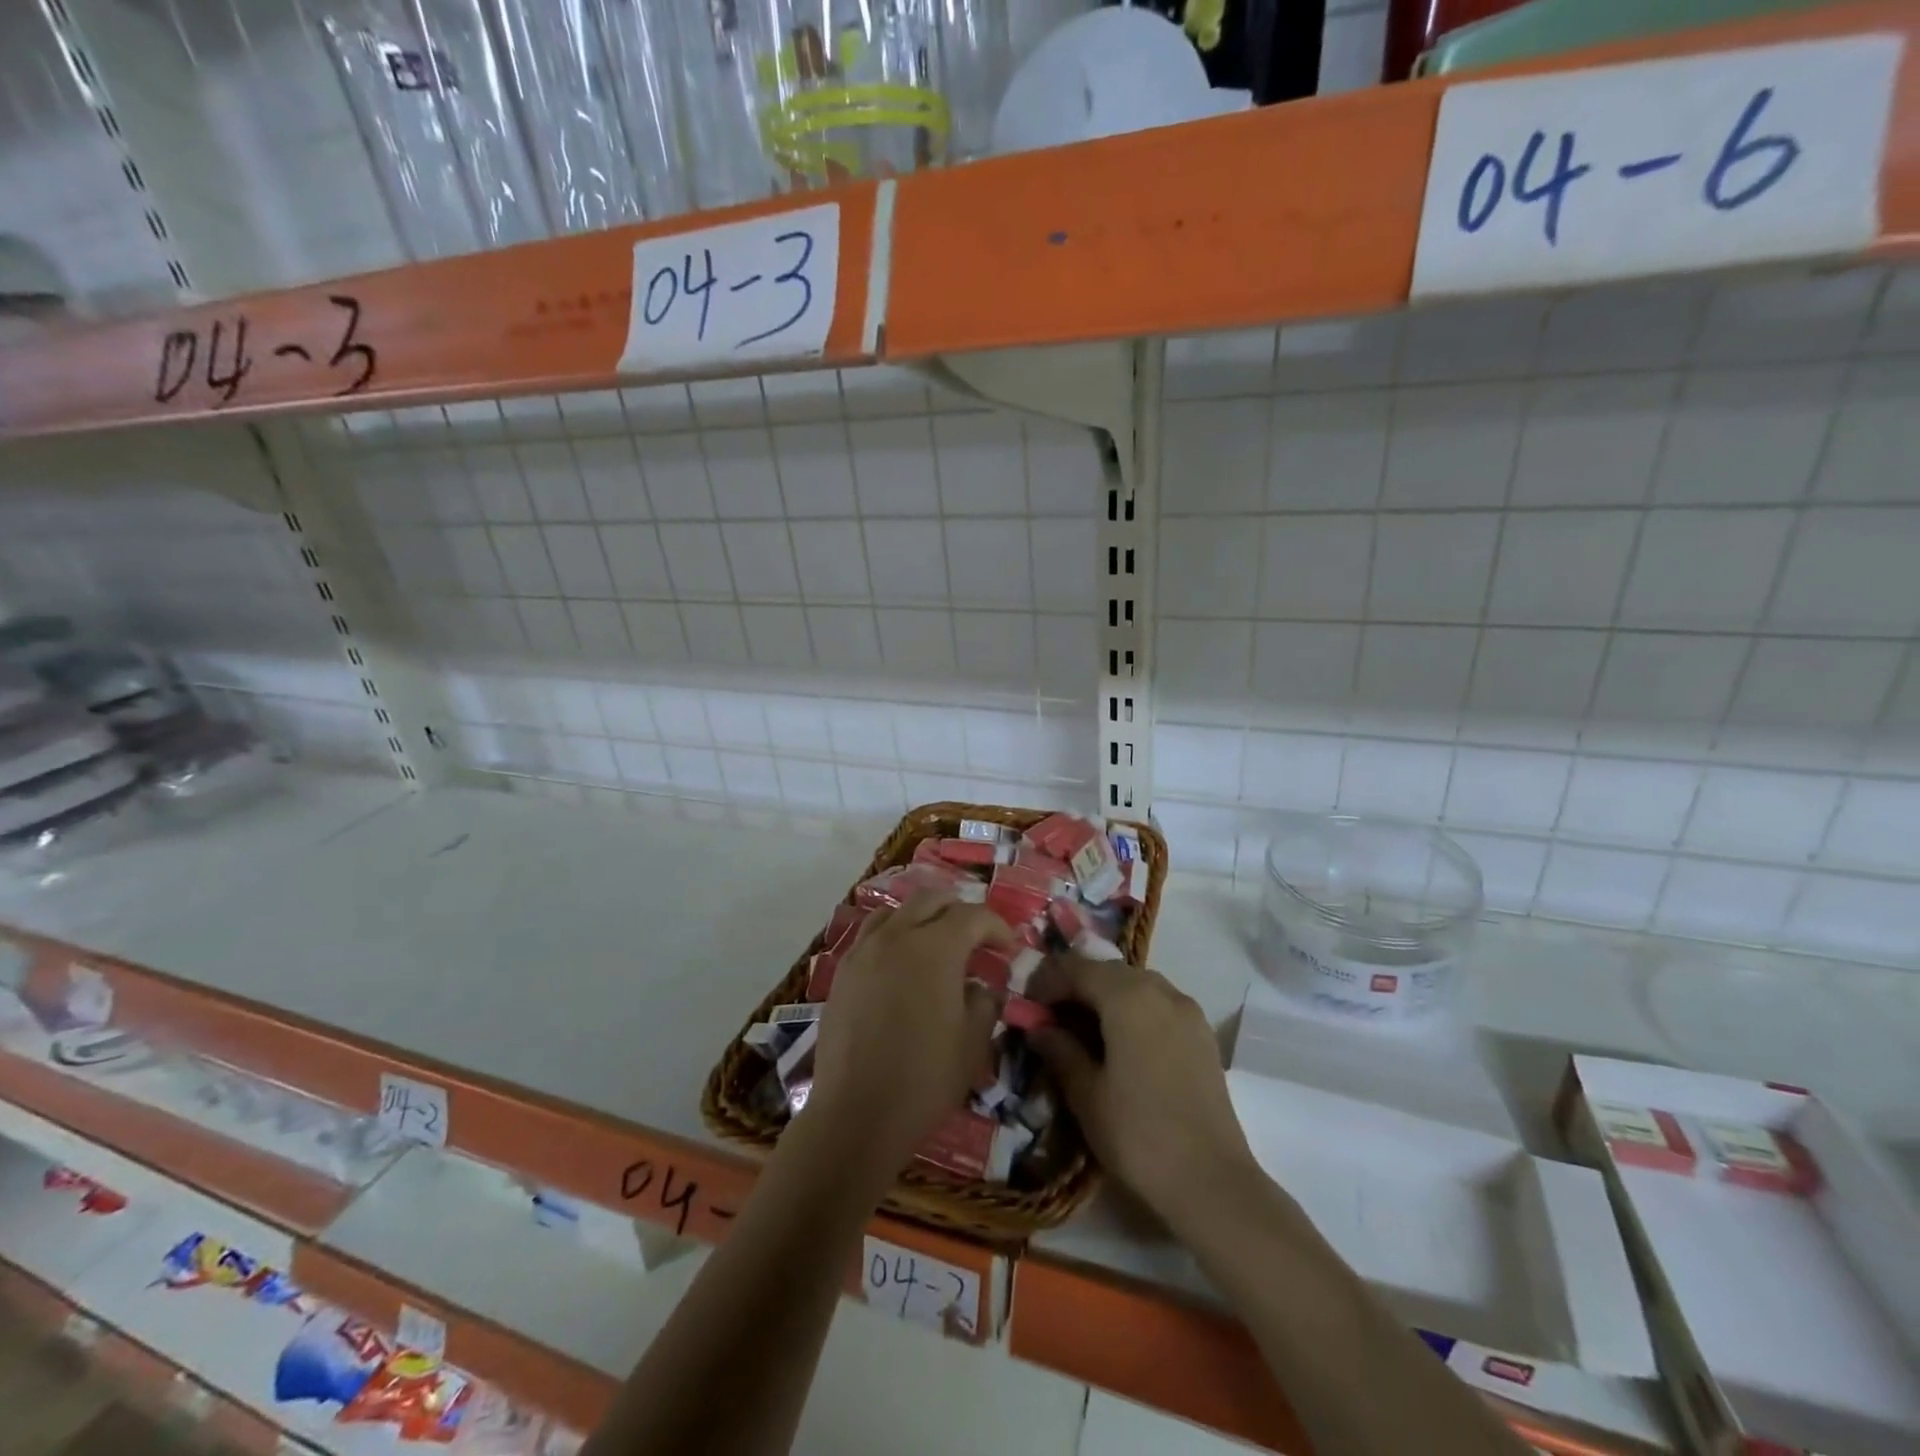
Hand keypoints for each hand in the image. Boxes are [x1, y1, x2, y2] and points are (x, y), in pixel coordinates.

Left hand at [809, 892, 1004, 1170]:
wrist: (856, 1114)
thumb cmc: (924, 1079)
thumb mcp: (973, 1043)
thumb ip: (984, 1002)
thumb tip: (981, 986)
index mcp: (934, 948)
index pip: (972, 916)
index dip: (997, 927)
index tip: (1009, 949)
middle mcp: (896, 936)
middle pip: (931, 900)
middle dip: (959, 913)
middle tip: (976, 941)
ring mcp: (863, 951)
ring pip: (896, 911)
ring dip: (922, 918)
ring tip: (935, 946)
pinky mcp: (842, 971)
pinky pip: (871, 935)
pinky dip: (893, 936)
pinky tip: (900, 965)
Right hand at [1029, 953, 1261, 1235]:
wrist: (1213, 1184)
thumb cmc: (1138, 1135)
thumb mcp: (1086, 1094)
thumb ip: (1060, 1050)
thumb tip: (1039, 1028)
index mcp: (1128, 996)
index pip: (1077, 969)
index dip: (1046, 981)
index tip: (1025, 1004)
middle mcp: (1161, 990)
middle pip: (1108, 971)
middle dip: (1075, 986)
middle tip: (1048, 1016)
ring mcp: (1187, 1011)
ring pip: (1135, 985)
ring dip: (1104, 996)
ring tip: (1080, 1029)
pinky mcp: (1202, 1035)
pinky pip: (1158, 1005)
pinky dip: (1132, 1010)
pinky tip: (1118, 1042)